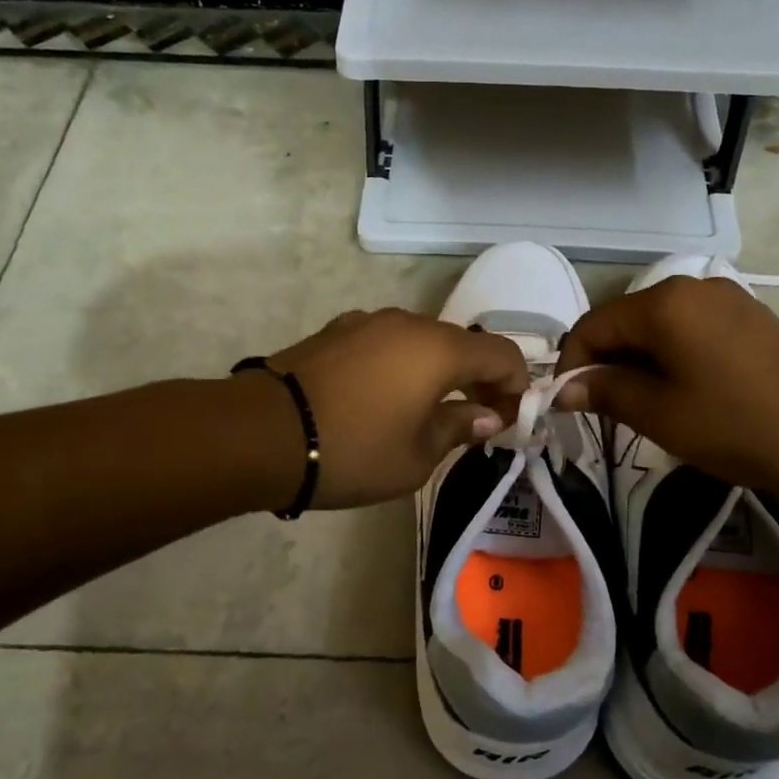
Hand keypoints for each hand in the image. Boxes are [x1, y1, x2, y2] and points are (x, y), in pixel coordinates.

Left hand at [255, 308, 529, 508]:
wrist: (262, 433)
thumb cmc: (353, 450)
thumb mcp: (417, 456)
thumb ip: (458, 428)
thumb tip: (487, 415)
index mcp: (439, 348)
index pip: (502, 354)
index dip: (516, 386)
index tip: (510, 420)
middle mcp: (408, 323)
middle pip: (462, 344)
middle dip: (478, 379)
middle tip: (474, 420)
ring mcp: (368, 321)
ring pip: (422, 342)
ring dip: (437, 371)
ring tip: (426, 411)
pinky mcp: (336, 331)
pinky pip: (386, 343)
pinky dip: (401, 365)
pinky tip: (383, 398)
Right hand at [553, 276, 778, 498]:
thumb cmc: (742, 425)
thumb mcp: (662, 414)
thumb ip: (605, 392)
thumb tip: (563, 387)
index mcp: (663, 303)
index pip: (592, 326)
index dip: (572, 366)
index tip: (569, 410)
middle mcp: (690, 287)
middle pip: (624, 324)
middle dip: (606, 366)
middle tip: (606, 418)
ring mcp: (724, 299)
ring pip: (657, 330)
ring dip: (638, 367)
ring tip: (646, 412)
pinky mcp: (747, 319)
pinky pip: (689, 333)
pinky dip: (671, 361)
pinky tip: (684, 397)